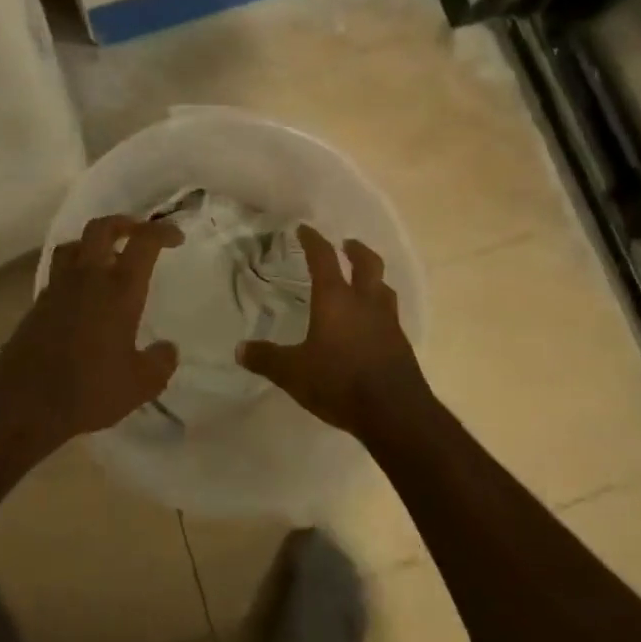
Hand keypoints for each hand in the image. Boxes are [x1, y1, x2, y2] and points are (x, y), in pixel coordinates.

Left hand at [0, 215, 183, 446]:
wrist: (23, 404)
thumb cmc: (88, 390)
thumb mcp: (139, 385)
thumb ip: (160, 363)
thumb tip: (167, 349)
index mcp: (119, 290)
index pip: (143, 242)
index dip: (162, 232)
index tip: (175, 238)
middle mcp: (87, 278)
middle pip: (101, 228)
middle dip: (123, 223)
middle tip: (137, 233)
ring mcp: (58, 288)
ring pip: (74, 245)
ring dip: (93, 243)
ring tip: (106, 258)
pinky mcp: (38, 304)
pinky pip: (59, 273)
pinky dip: (74, 271)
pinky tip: (82, 295)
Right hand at [237, 224, 431, 438]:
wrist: (395, 413)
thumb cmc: (339, 382)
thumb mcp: (293, 373)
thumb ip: (267, 358)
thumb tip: (240, 349)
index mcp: (335, 298)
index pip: (323, 257)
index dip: (313, 240)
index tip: (304, 229)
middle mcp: (365, 302)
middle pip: (367, 263)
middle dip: (355, 250)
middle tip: (346, 244)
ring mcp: (387, 322)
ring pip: (383, 287)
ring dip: (373, 278)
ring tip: (364, 280)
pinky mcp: (400, 344)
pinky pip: (390, 315)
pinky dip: (379, 308)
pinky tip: (372, 322)